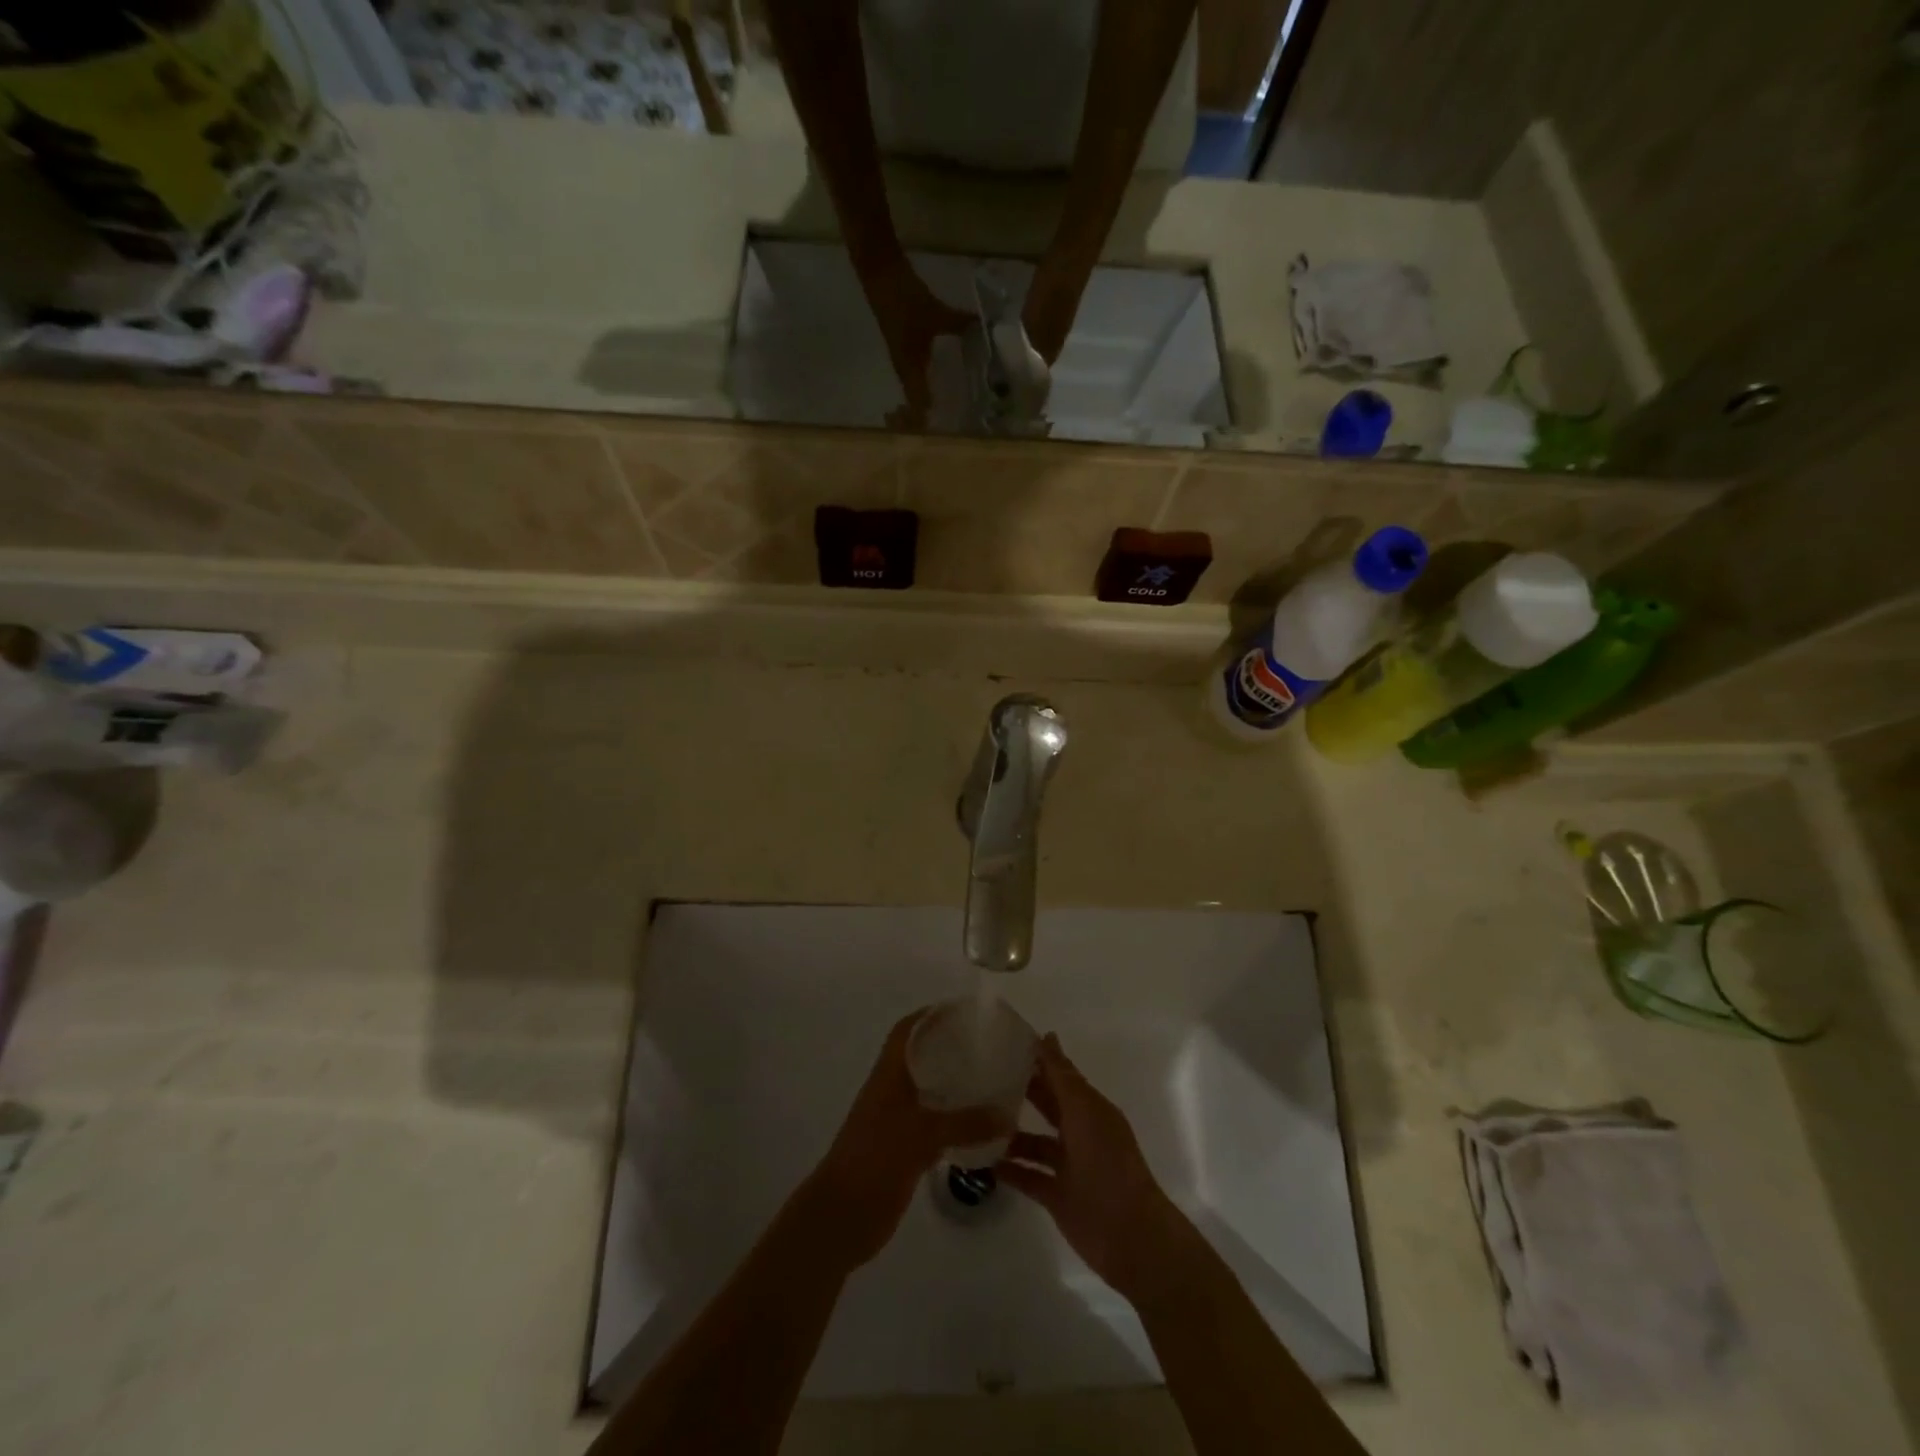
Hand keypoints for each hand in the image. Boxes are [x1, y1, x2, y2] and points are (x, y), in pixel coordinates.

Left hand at [808, 1010, 1009, 1268]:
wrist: (842, 1216)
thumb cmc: (876, 1160)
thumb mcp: (923, 1135)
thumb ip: (966, 1123)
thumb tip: (1008, 1114)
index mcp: (888, 1075)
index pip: (907, 1031)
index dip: (930, 1015)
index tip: (964, 1011)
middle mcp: (892, 1091)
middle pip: (921, 1058)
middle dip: (950, 1048)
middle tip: (989, 1045)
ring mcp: (897, 1121)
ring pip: (930, 1092)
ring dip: (955, 1085)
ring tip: (993, 1079)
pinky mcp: (905, 1149)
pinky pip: (935, 1124)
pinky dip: (956, 1121)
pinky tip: (983, 1126)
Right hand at [863, 261, 970, 427]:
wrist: (880, 275)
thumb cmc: (905, 300)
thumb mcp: (936, 314)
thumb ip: (960, 325)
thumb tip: (985, 332)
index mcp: (910, 369)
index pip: (918, 407)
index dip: (928, 422)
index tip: (947, 430)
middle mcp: (905, 371)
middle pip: (916, 403)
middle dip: (932, 415)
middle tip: (959, 421)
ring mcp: (903, 360)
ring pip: (916, 390)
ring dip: (930, 399)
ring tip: (955, 404)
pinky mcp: (904, 348)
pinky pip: (917, 375)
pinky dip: (928, 381)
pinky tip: (945, 377)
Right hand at [998, 1034, 1188, 1304]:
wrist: (1129, 1235)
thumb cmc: (1108, 1163)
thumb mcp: (1084, 1112)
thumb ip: (1062, 1077)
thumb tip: (1046, 1035)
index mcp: (1090, 1108)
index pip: (1059, 1075)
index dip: (1037, 1059)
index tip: (1002, 1042)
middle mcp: (1079, 1132)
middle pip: (1046, 1105)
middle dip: (1019, 1092)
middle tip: (980, 1076)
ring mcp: (1068, 1166)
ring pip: (1033, 1143)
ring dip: (1009, 1134)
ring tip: (973, 1120)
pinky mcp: (1057, 1196)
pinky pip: (1028, 1176)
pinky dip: (1008, 1169)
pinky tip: (980, 1161)